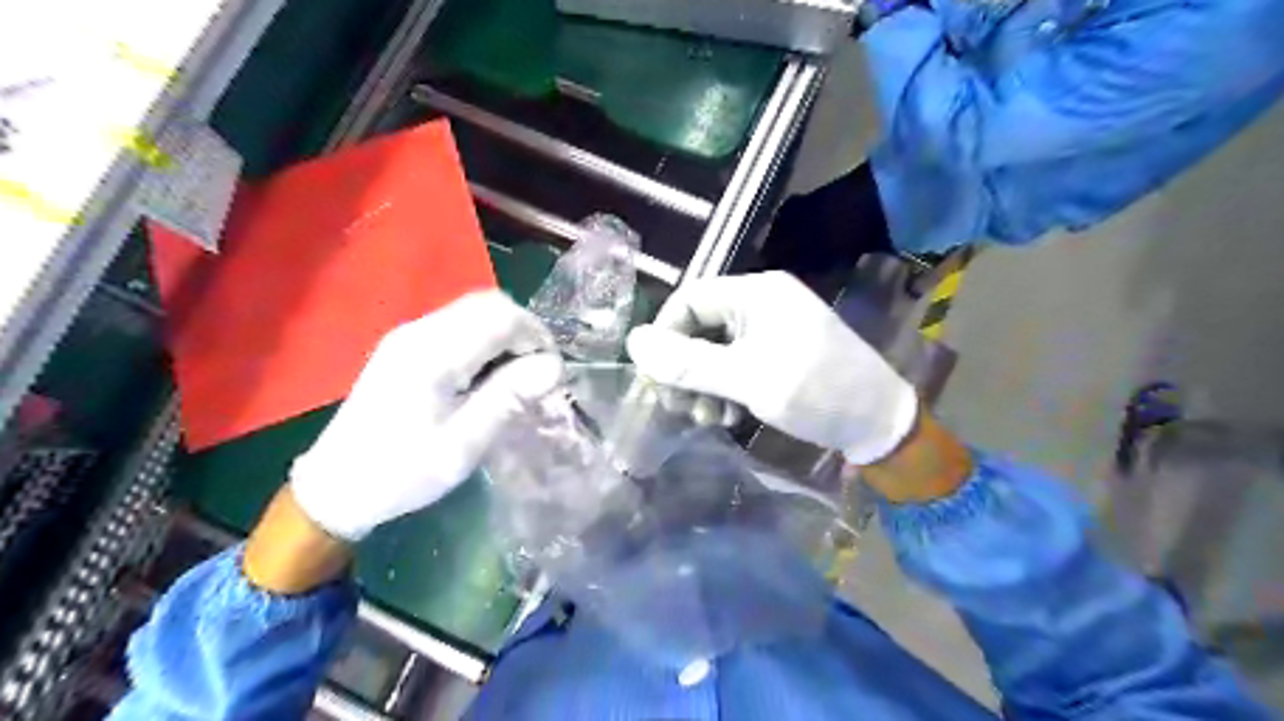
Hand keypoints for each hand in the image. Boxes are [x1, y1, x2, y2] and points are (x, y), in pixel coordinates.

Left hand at [297, 289, 565, 536]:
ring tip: (516, 378)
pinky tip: (487, 376)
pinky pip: (459, 325)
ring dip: (506, 335)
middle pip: (488, 304)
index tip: (550, 375)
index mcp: (432, 353)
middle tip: (536, 375)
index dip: (536, 337)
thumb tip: (554, 366)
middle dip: (524, 332)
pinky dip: (486, 341)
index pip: (501, 316)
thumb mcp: (463, 444)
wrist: (337, 487)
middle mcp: (419, 331)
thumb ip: (508, 398)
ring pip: (475, 311)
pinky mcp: (406, 345)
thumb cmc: (403, 472)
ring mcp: (409, 334)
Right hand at [628, 273, 917, 464]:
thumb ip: (690, 363)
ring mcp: (772, 331)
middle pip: (700, 328)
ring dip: (704, 385)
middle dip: (686, 369)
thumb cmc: (818, 393)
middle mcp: (762, 305)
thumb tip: (633, 342)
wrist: (882, 425)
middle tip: (679, 406)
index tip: (654, 378)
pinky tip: (729, 416)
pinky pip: (736, 366)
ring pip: (715, 352)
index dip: (665, 336)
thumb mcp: (750, 379)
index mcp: (757, 293)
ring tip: (708, 418)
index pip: (689, 299)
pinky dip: (725, 390)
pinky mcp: (778, 356)